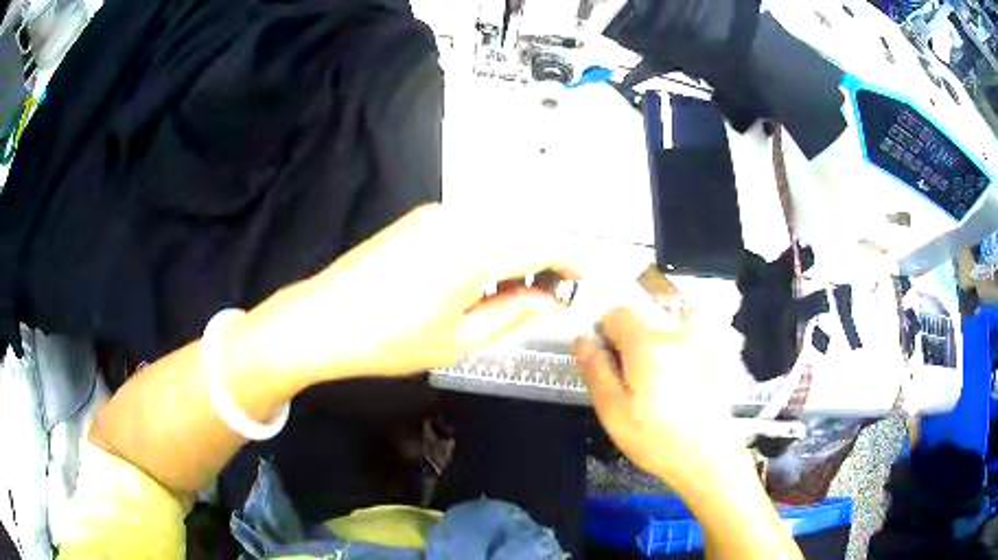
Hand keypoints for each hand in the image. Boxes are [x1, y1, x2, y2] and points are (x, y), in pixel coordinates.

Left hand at [243, 204, 588, 381]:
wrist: (322, 320)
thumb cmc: (390, 340)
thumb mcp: (460, 338)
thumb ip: (514, 313)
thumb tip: (552, 301)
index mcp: (474, 248)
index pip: (544, 242)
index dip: (573, 258)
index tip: (588, 278)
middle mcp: (460, 217)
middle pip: (525, 225)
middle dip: (549, 253)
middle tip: (555, 291)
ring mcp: (437, 212)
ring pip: (501, 220)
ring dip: (522, 246)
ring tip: (523, 287)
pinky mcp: (420, 217)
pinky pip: (475, 220)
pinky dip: (495, 241)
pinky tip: (487, 272)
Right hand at [575, 307, 744, 488]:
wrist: (709, 456)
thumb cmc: (655, 438)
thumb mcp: (612, 410)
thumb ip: (595, 369)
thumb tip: (583, 340)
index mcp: (647, 342)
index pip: (616, 313)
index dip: (604, 334)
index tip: (609, 364)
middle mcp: (676, 332)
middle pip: (643, 323)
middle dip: (633, 346)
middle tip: (635, 386)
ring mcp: (702, 341)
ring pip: (666, 334)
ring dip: (658, 351)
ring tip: (663, 390)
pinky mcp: (719, 354)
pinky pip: (690, 343)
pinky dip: (682, 357)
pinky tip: (686, 388)